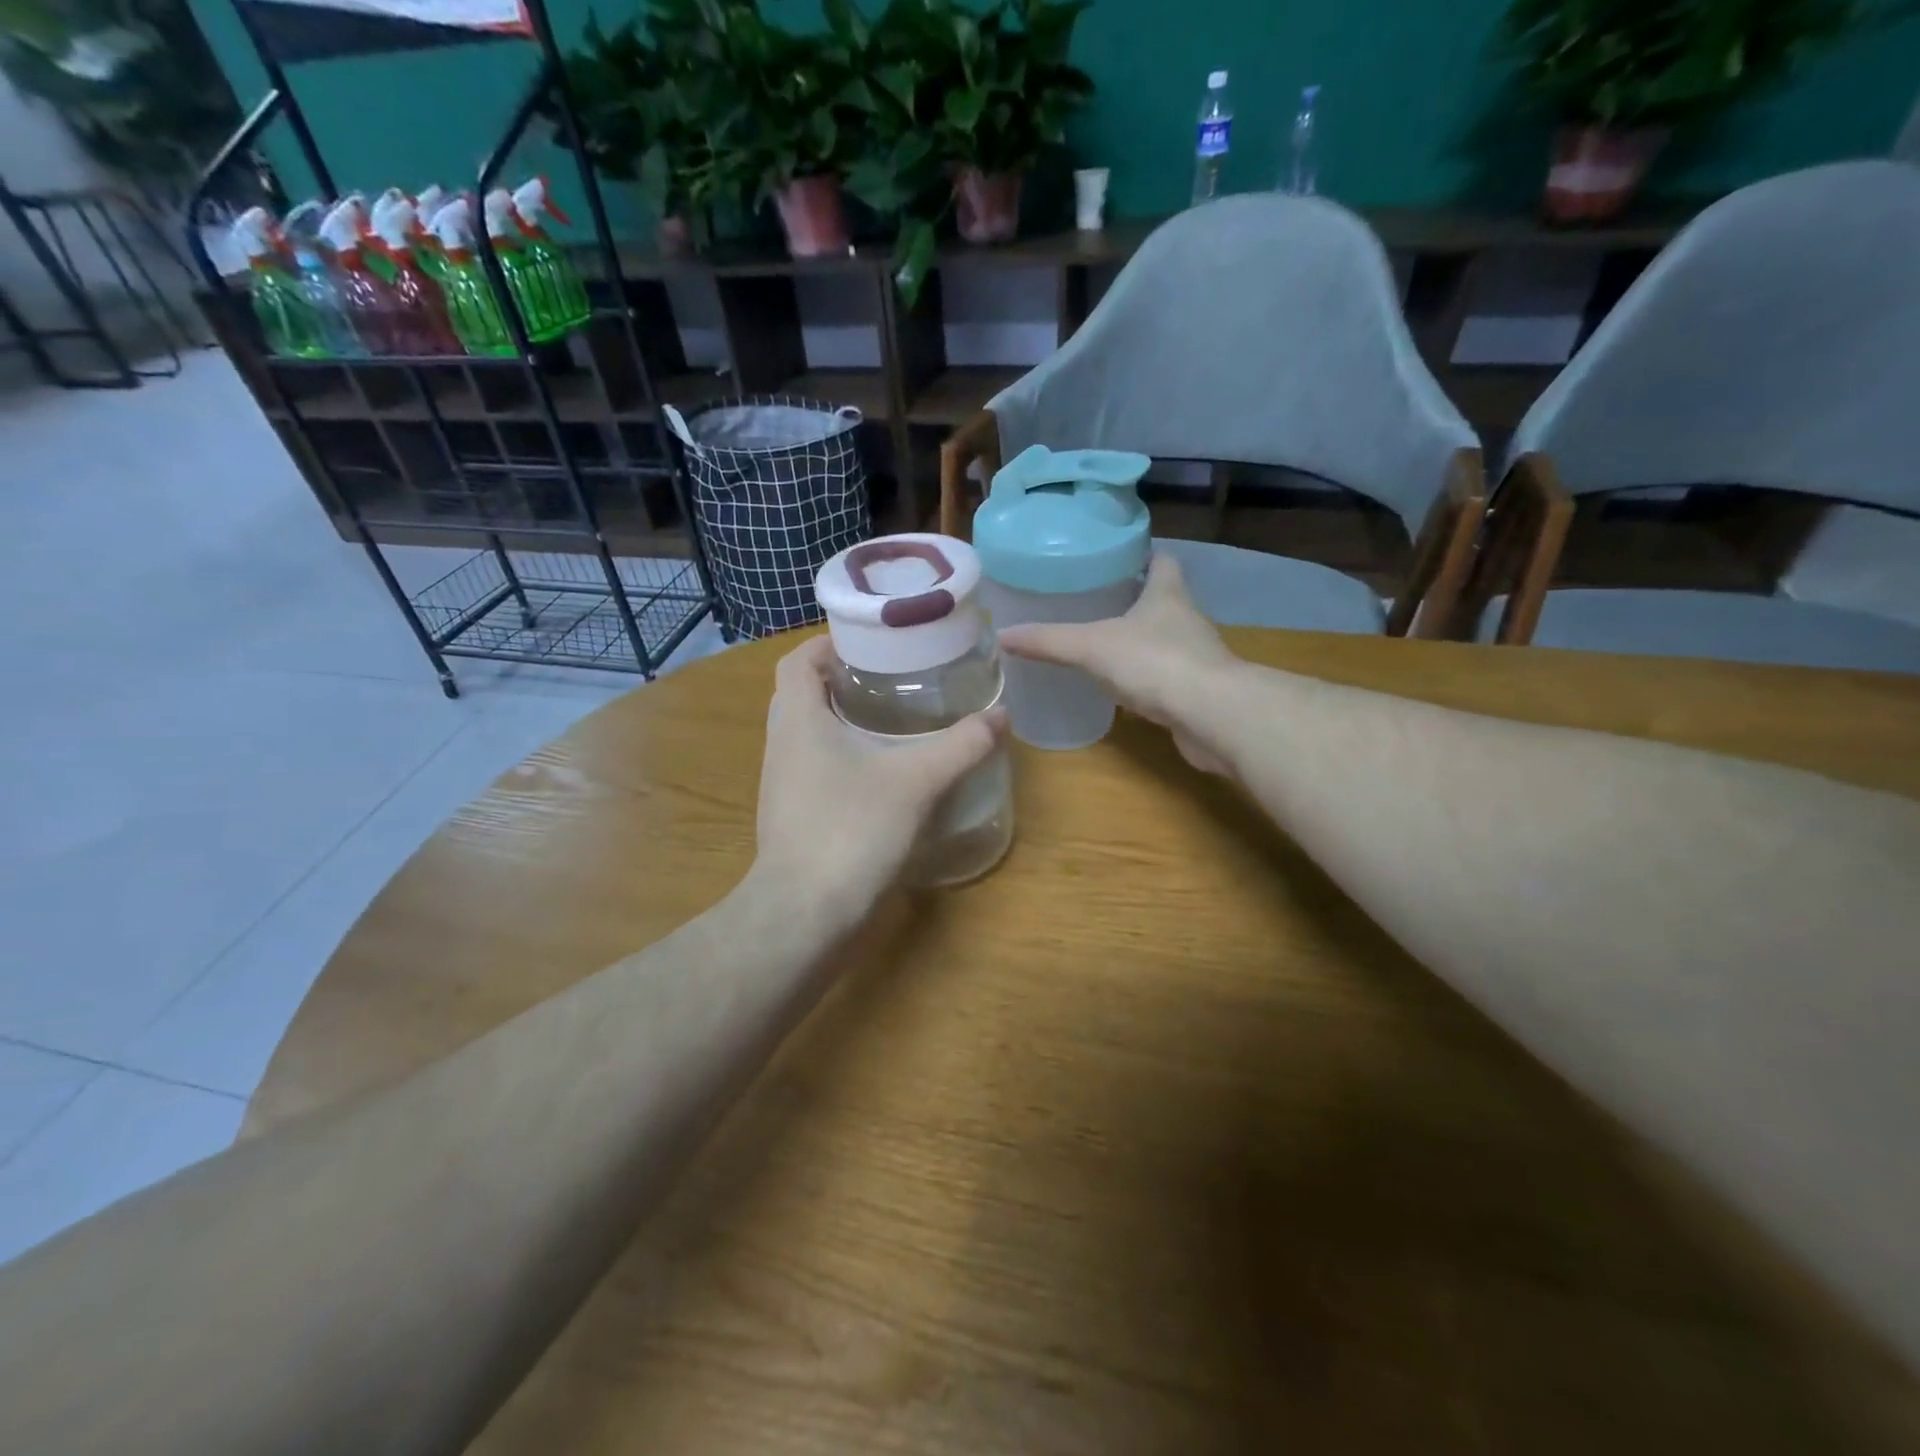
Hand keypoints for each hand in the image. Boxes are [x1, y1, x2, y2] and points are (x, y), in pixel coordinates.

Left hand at [754, 634, 1006, 924]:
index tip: (870, 644)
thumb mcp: (916, 781)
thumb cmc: (852, 829)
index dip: (828, 643)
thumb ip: (961, 746)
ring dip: (838, 720)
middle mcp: (781, 743)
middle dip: (840, 680)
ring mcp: (781, 782)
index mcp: (798, 718)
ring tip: (889, 721)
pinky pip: (811, 767)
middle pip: (800, 693)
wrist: (804, 913)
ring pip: (806, 733)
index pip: (797, 660)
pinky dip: (838, 756)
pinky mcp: (790, 814)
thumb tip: (1002, 715)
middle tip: (889, 679)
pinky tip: (877, 773)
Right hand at [996, 552, 1242, 774]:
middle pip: (1163, 601)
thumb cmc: (1155, 663)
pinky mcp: (1197, 692)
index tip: (1117, 559)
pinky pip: (1167, 677)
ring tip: (1103, 646)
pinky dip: (1147, 679)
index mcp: (1167, 595)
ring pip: (1165, 640)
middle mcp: (1187, 620)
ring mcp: (1196, 657)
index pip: (1163, 561)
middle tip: (1095, 604)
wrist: (1212, 716)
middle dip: (1134, 601)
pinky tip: (1123, 690)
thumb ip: (1049, 641)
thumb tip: (1002, 635)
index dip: (1144, 556)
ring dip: (1141, 642)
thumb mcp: (1092, 647)